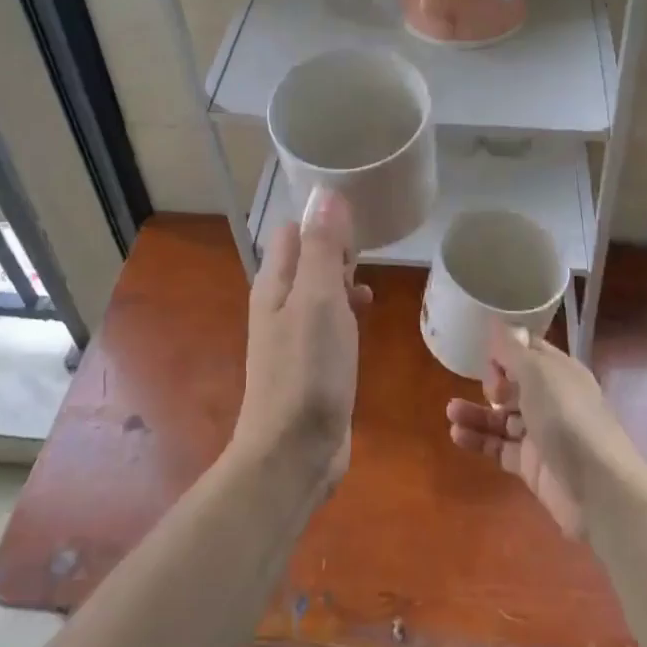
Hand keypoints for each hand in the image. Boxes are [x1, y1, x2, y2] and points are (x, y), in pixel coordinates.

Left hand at [234, 191, 368, 492]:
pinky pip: (330, 320)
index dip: (322, 219)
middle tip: (370, 246)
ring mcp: (295, 335)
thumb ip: (321, 247)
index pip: (294, 231)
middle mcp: (280, 304)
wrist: (294, 452)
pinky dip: (347, 308)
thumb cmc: (307, 370)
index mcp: (275, 284)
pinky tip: (366, 313)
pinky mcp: (312, 362)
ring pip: (320, 289)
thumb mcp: (318, 299)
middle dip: (336, 247)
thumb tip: (326, 193)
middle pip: (307, 258)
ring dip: (343, 278)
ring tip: (371, 278)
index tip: (360, 216)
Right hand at [446, 323, 634, 538]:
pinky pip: (499, 447)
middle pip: (514, 384)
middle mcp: (551, 399)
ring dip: (476, 412)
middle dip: (492, 382)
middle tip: (488, 390)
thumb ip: (513, 349)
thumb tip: (498, 322)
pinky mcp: (531, 465)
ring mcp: (541, 434)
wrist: (598, 488)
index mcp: (559, 371)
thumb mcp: (538, 373)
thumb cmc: (567, 417)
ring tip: (450, 412)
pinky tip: (457, 434)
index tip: (487, 356)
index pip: (528, 350)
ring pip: (502, 417)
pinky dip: (479, 439)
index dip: (506, 350)